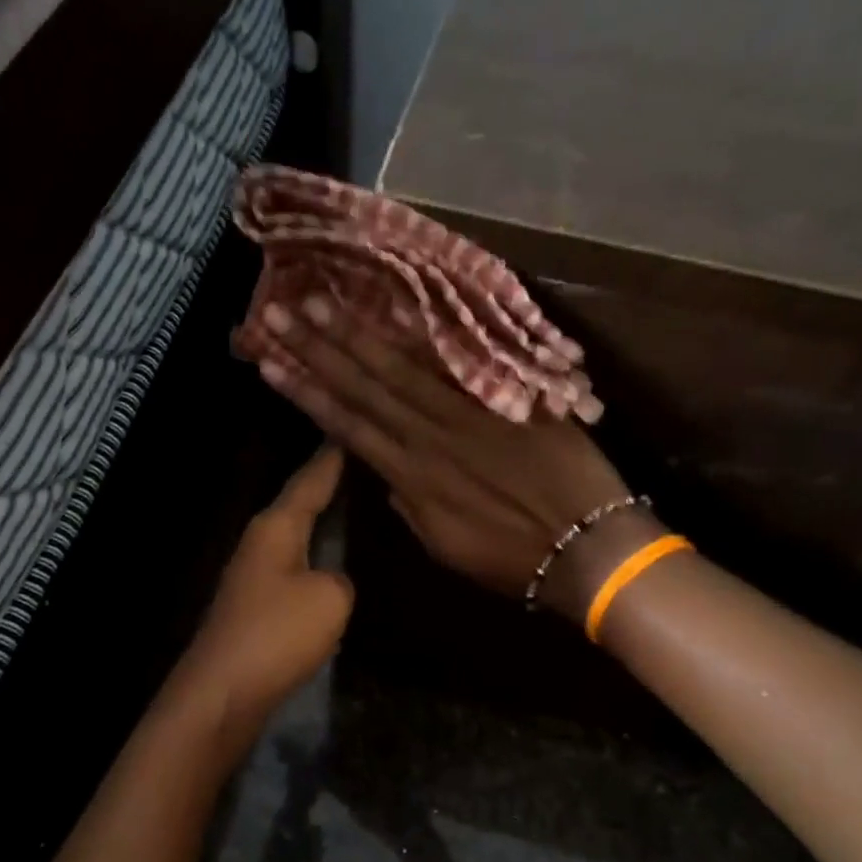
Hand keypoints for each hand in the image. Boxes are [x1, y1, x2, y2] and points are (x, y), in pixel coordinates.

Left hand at [177, 447, 354, 723]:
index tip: (346, 433)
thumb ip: (340, 579)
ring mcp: (250, 577)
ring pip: (292, 539)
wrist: (223, 692)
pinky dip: (310, 562)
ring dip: (316, 526)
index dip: (330, 460)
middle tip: (356, 469)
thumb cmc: (277, 634)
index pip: (309, 482)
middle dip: (323, 488)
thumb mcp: (330, 599)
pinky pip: (290, 572)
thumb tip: (329, 583)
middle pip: (295, 506)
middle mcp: (258, 543)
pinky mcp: (251, 608)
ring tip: (348, 511)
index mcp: (275, 528)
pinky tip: (326, 567)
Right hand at [252, 306, 656, 620]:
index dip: (307, 393)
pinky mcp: (508, 395)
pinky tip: (398, 310)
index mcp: (412, 478)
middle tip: (280, 312)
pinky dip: (427, 336)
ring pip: (404, 366)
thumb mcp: (446, 547)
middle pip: (366, 386)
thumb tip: (392, 477)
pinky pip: (461, 361)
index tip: (271, 364)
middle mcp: (430, 436)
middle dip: (319, 349)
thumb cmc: (512, 559)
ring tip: (322, 302)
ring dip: (359, 333)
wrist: (589, 546)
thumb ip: (411, 507)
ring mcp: (470, 410)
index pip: (348, 426)